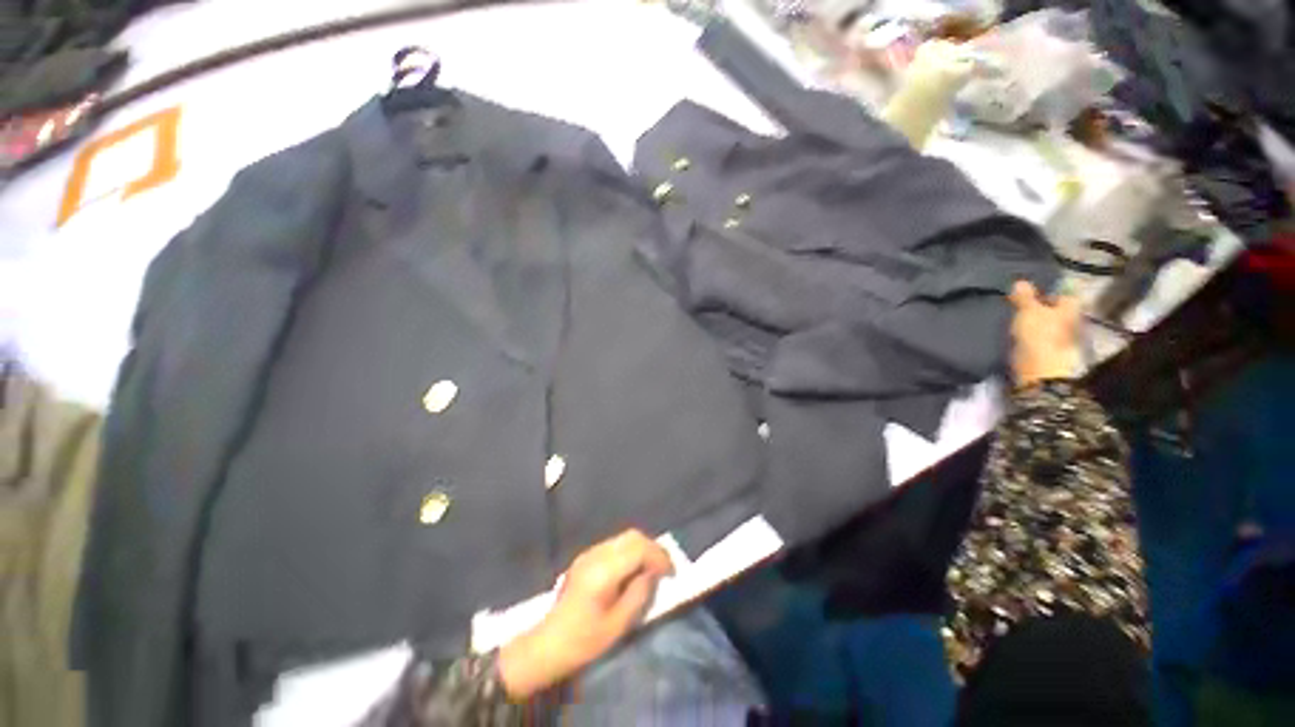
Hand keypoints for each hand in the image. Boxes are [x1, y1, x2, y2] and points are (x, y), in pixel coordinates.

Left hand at [498, 529, 673, 698]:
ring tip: (652, 569)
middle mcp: (597, 554)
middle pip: (632, 536)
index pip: (639, 548)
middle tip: (665, 568)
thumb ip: (639, 593)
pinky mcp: (586, 557)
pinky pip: (615, 545)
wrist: (549, 644)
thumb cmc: (585, 640)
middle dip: (652, 548)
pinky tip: (633, 569)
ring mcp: (590, 553)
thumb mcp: (619, 624)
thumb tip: (653, 573)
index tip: (672, 573)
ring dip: (642, 548)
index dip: (659, 556)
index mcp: (604, 570)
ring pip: (624, 538)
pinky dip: (630, 552)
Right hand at [1008, 280, 1080, 387]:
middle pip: (1055, 310)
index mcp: (1071, 307)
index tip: (1028, 291)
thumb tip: (1020, 282)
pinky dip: (1030, 335)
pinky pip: (1039, 338)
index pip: (1063, 292)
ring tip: (1014, 320)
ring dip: (1034, 322)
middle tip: (1018, 305)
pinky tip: (1016, 335)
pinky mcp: (1049, 353)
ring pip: (1047, 324)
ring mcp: (1061, 338)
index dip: (1047, 290)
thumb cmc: (1039, 336)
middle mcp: (1071, 320)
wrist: (1040, 372)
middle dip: (1040, 307)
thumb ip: (1025, 297)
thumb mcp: (1028, 311)